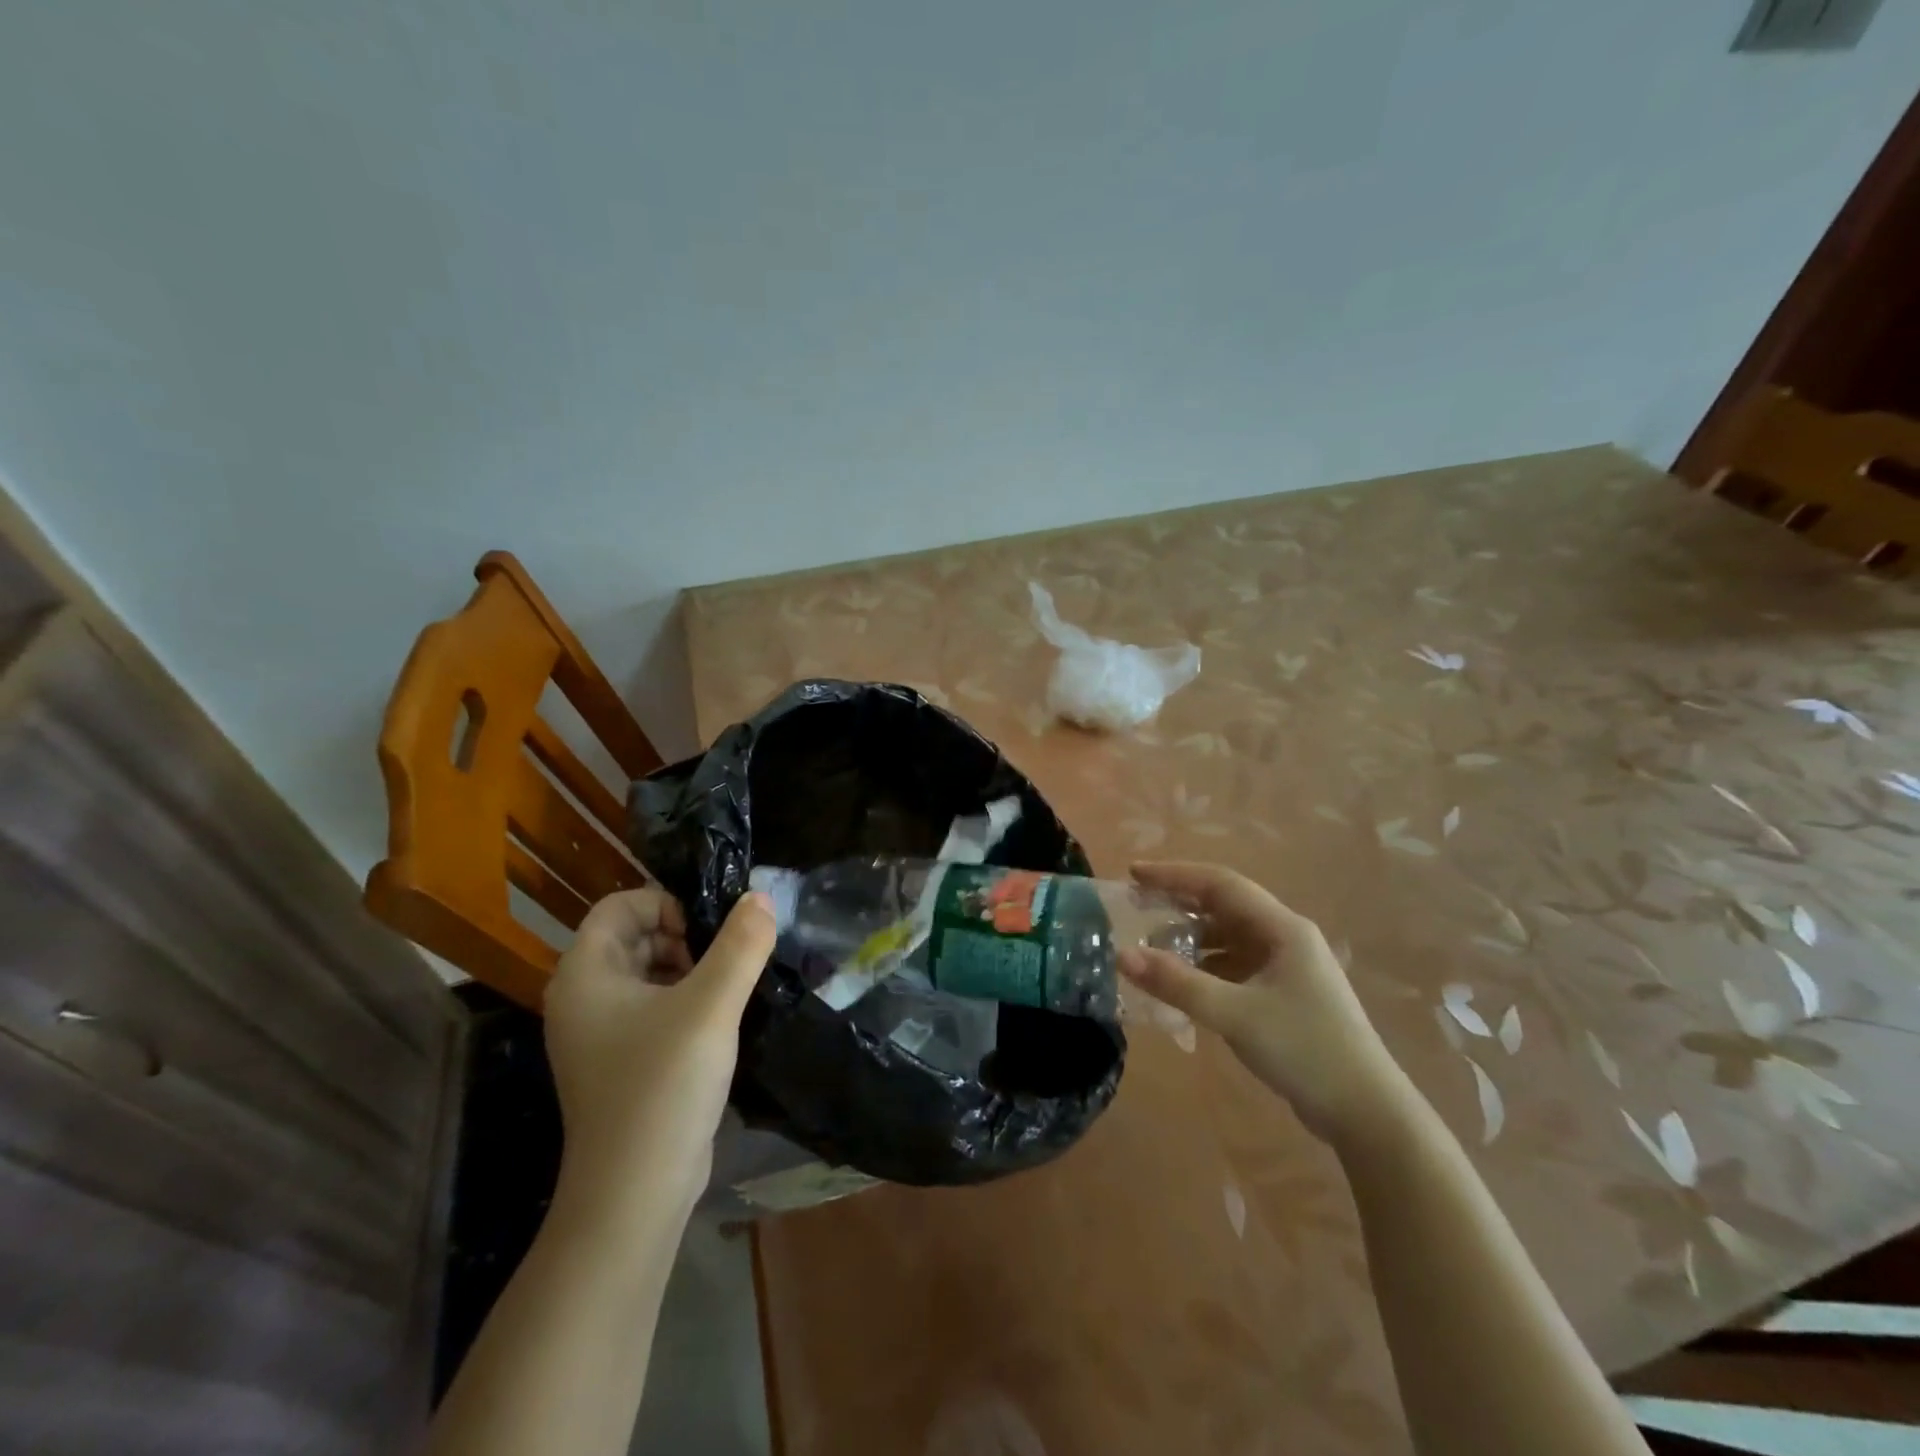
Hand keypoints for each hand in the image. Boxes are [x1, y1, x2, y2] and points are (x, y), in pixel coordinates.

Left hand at [543, 888, 775, 1218]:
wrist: (634, 1193)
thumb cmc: (664, 1085)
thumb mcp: (712, 1005)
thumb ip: (741, 945)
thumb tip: (760, 897)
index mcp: (585, 973)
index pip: (619, 905)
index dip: (666, 904)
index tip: (708, 933)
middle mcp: (581, 997)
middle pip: (633, 937)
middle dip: (683, 938)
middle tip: (723, 964)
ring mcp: (596, 1034)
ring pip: (645, 973)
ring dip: (688, 970)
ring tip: (725, 992)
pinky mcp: (618, 1062)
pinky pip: (650, 1008)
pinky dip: (682, 1001)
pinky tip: (716, 1023)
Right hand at [1118, 862, 1404, 1141]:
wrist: (1367, 1114)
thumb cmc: (1305, 1050)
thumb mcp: (1234, 1014)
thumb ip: (1177, 983)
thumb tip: (1122, 955)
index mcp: (1282, 928)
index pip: (1220, 884)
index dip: (1174, 875)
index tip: (1133, 874)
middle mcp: (1285, 937)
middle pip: (1223, 906)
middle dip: (1178, 904)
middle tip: (1135, 907)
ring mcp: (1287, 967)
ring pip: (1228, 938)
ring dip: (1190, 938)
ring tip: (1149, 947)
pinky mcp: (1284, 995)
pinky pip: (1234, 966)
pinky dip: (1204, 967)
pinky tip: (1180, 982)